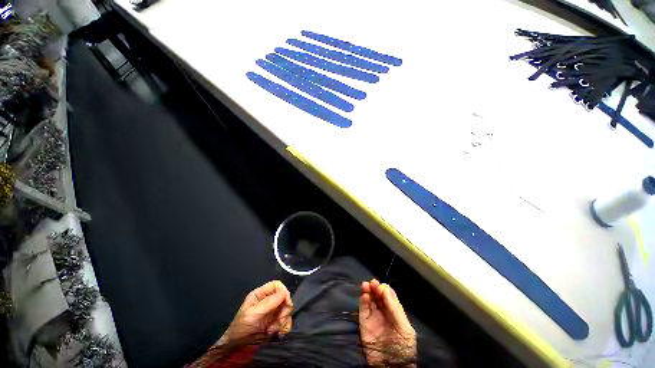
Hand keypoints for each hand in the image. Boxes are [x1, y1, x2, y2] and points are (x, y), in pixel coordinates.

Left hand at [218, 281, 292, 344]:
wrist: (235, 351)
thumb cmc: (240, 329)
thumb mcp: (253, 314)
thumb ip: (269, 302)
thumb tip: (284, 292)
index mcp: (260, 295)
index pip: (277, 285)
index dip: (283, 292)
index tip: (285, 304)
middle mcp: (268, 301)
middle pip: (284, 298)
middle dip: (284, 310)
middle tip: (278, 321)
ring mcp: (272, 313)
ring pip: (286, 310)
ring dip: (283, 321)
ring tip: (272, 331)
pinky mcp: (275, 323)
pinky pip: (286, 321)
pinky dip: (284, 328)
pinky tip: (277, 334)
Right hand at [359, 279, 416, 365]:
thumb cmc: (403, 347)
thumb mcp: (404, 328)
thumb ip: (395, 308)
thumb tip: (386, 288)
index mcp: (394, 313)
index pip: (389, 296)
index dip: (385, 289)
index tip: (382, 286)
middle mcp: (383, 312)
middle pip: (378, 296)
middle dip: (375, 288)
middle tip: (372, 283)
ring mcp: (373, 317)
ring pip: (369, 300)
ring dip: (368, 291)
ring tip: (366, 285)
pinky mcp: (364, 323)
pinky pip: (362, 310)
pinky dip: (362, 301)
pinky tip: (365, 296)